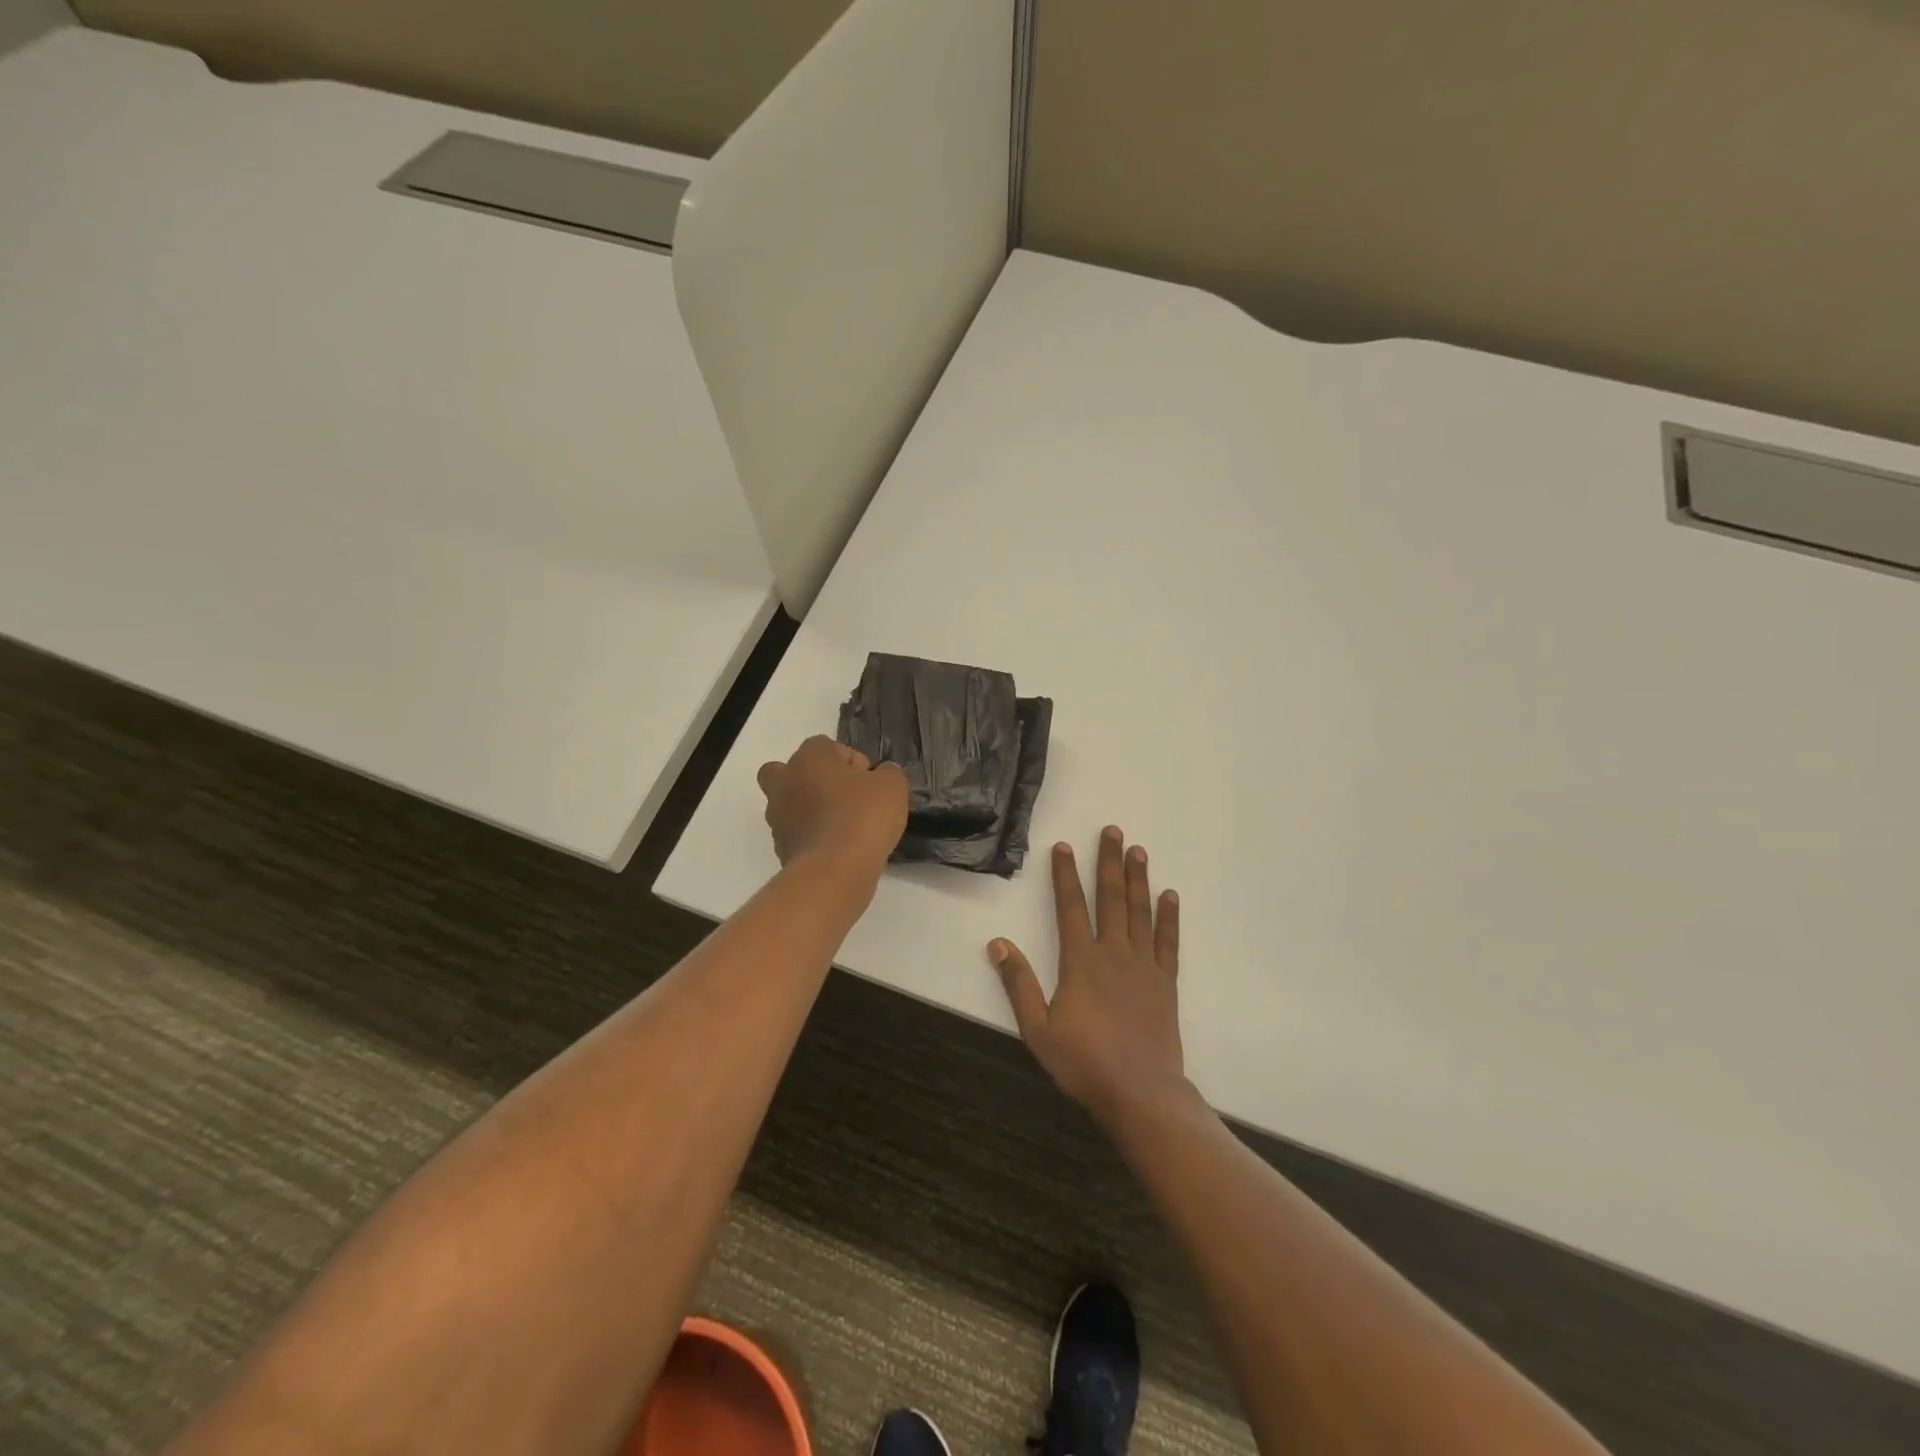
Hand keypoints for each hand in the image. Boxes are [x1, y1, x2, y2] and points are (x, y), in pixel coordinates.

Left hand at [758, 736, 907, 881]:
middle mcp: (784, 782)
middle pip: (793, 771)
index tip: (870, 783)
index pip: (827, 746)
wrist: (835, 872)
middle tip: (844, 796)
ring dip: (812, 809)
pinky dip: (812, 836)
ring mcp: (777, 817)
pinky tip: (838, 848)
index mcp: (808, 758)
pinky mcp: (780, 848)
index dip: (853, 762)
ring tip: (845, 827)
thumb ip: (888, 773)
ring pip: (791, 803)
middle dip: (815, 779)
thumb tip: (881, 775)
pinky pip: (797, 833)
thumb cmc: (863, 817)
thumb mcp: (893, 786)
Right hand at [989, 826, 1185, 1126]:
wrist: (1139, 1092)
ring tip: (1138, 850)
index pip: (1070, 906)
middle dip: (1109, 862)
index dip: (1065, 874)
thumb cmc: (1083, 1062)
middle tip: (1113, 831)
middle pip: (1111, 897)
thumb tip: (998, 944)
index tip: (1063, 846)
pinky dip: (1169, 918)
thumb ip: (1018, 984)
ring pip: (1140, 912)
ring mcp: (1143, 965)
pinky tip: (1170, 896)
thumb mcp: (1038, 1028)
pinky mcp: (1165, 982)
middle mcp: (1113, 953)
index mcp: (1080, 961)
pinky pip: (1168, 942)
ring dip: (1138, 879)